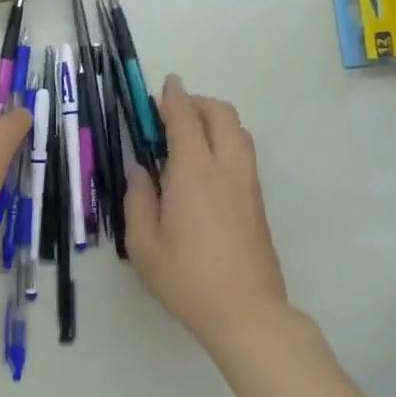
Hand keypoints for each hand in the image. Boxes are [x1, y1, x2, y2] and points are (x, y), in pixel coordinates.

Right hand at [125, 75, 288, 348]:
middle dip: (197, 102)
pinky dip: (225, 140)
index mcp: (194, 172)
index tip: (164, 85)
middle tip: (172, 112)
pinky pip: (244, 153)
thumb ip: (137, 199)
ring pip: (238, 132)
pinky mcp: (258, 201)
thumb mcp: (143, 243)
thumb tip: (140, 171)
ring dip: (215, 120)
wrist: (246, 311)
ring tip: (190, 135)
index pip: (185, 118)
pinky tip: (205, 165)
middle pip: (221, 114)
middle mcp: (226, 168)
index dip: (173, 97)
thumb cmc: (186, 277)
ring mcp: (248, 183)